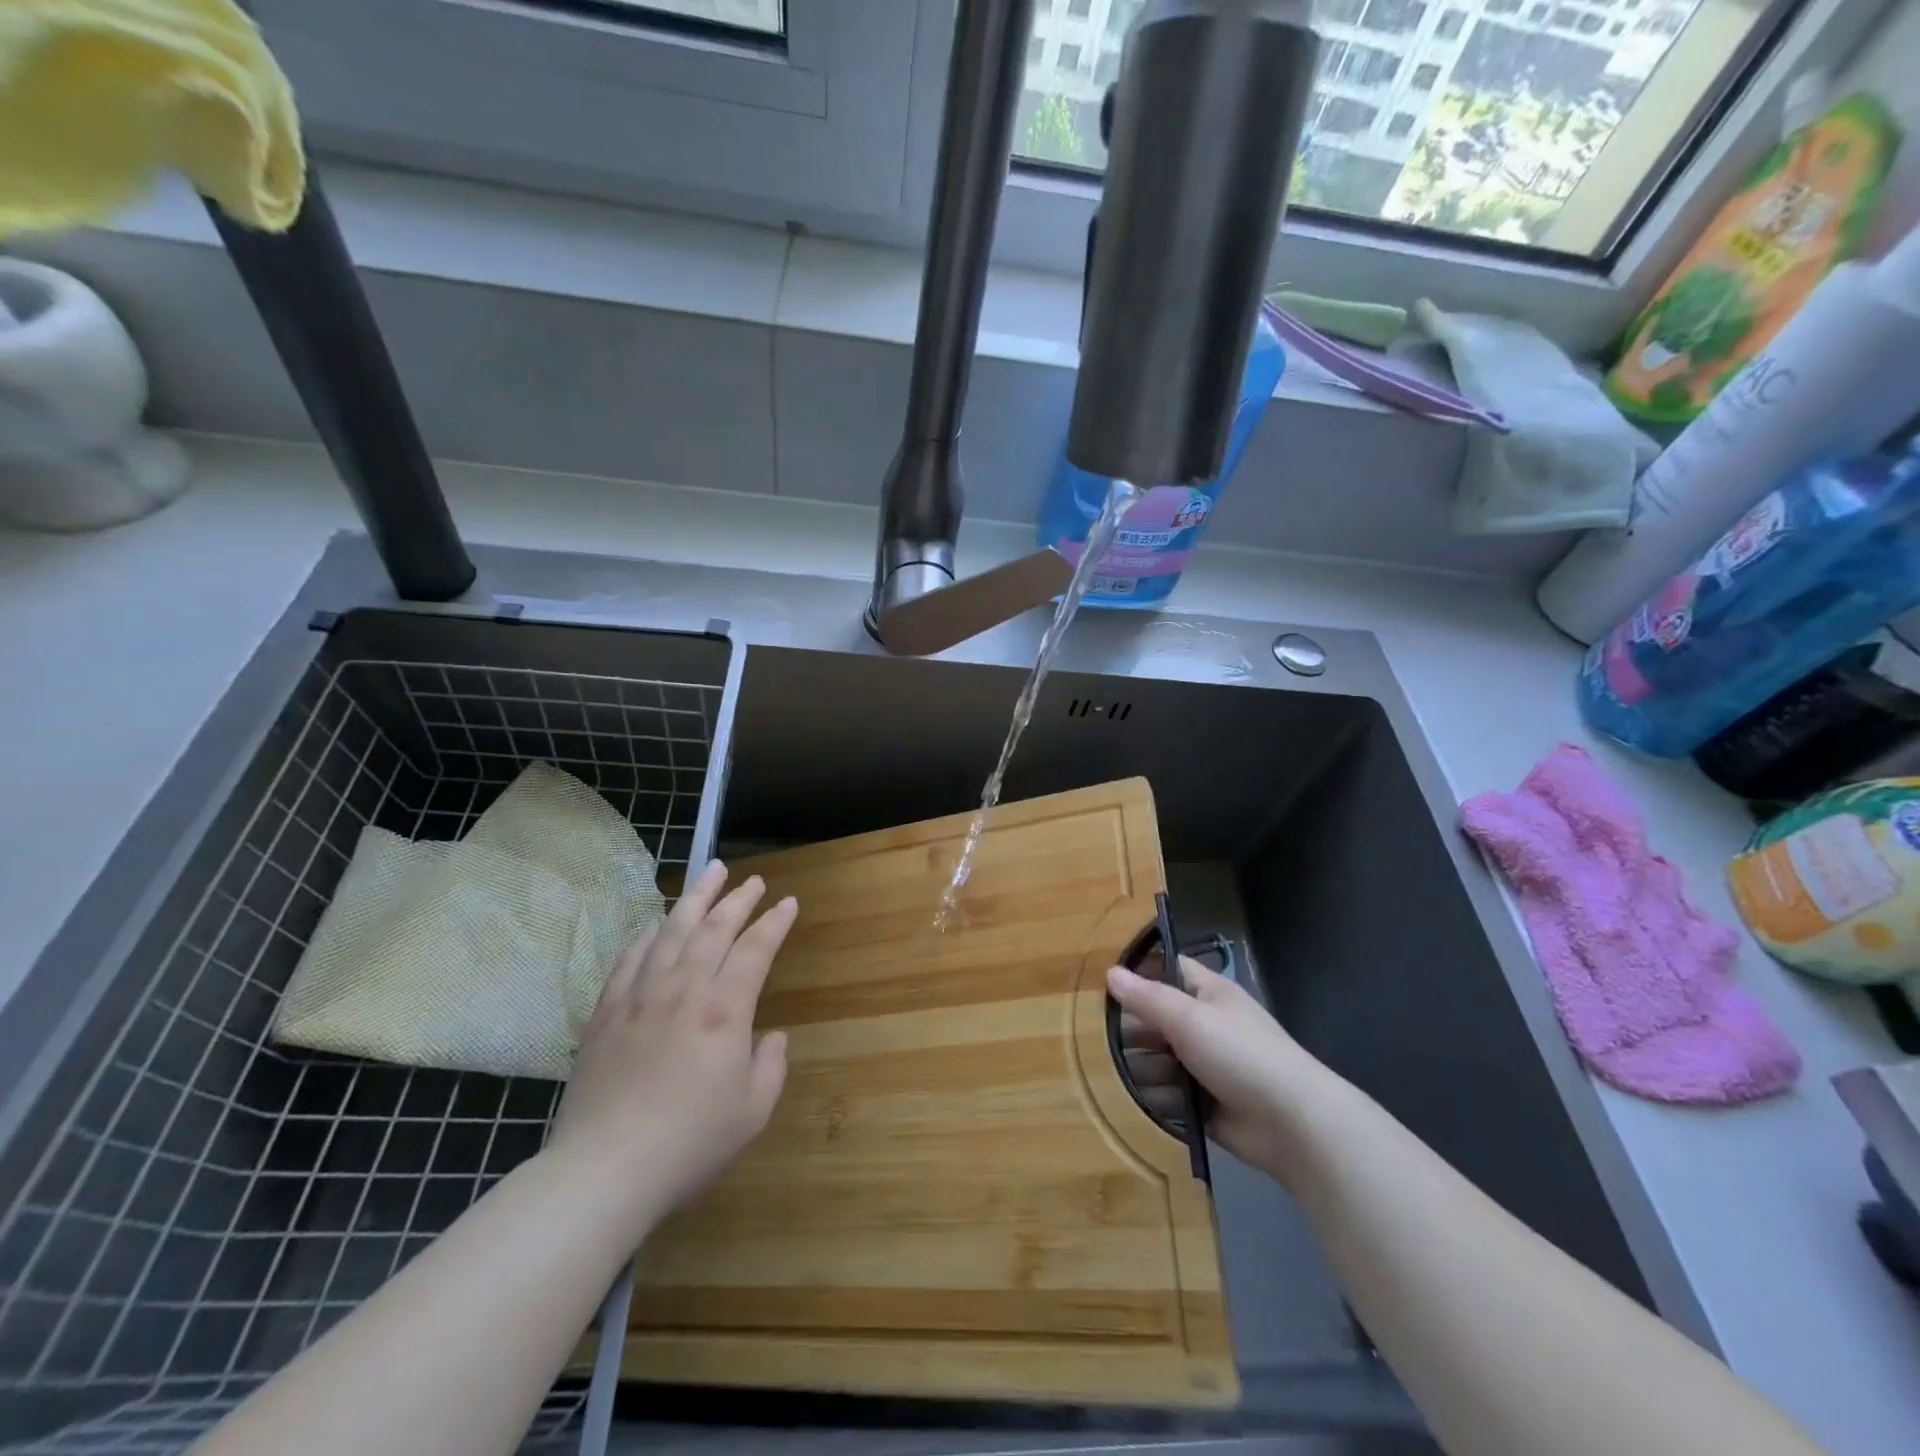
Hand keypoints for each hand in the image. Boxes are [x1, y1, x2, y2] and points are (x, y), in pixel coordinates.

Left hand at [546, 861, 795, 1245]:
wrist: (604, 1170)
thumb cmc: (689, 1142)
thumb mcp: (753, 1111)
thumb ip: (772, 1066)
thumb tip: (772, 1037)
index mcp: (724, 1010)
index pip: (755, 949)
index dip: (774, 923)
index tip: (788, 903)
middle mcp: (683, 989)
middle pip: (714, 928)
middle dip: (738, 899)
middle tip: (753, 880)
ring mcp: (640, 996)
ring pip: (671, 931)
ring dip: (694, 898)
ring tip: (709, 872)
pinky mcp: (606, 1012)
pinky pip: (629, 958)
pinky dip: (647, 934)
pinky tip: (655, 923)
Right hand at [1107, 956, 1326, 1181]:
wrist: (1292, 1124)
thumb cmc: (1240, 1054)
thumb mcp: (1189, 1017)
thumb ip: (1147, 997)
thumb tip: (1110, 972)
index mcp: (1209, 994)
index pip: (1168, 969)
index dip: (1138, 971)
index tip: (1101, 982)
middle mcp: (1206, 1025)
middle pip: (1157, 1018)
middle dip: (1132, 1028)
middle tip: (1095, 1037)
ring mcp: (1206, 1066)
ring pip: (1159, 1058)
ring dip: (1140, 1067)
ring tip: (1116, 1075)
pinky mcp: (1204, 1103)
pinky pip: (1168, 1095)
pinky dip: (1155, 1097)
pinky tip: (1135, 1102)